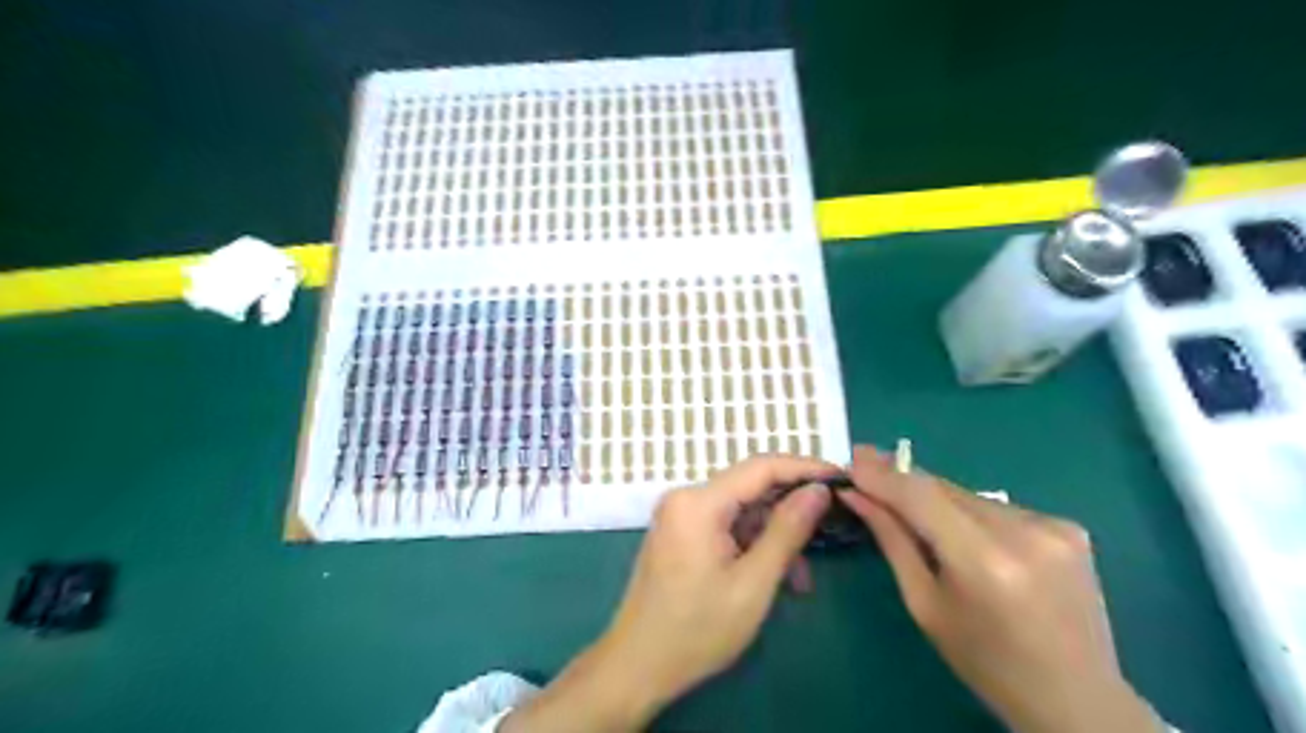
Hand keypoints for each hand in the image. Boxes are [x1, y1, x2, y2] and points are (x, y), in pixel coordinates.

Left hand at [495, 454, 842, 730]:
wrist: (638, 665)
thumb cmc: (697, 629)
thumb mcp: (753, 583)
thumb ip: (787, 531)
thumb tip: (818, 491)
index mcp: (698, 502)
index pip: (760, 468)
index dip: (804, 468)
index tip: (841, 478)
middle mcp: (686, 498)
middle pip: (750, 489)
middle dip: (791, 511)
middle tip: (830, 529)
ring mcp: (680, 516)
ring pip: (741, 511)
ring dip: (774, 536)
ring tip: (801, 578)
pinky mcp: (681, 533)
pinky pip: (726, 526)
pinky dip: (752, 545)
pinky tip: (775, 575)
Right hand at [837, 445, 1152, 732]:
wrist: (1077, 698)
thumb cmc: (985, 661)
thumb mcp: (924, 604)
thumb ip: (892, 540)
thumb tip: (857, 495)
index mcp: (984, 561)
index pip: (920, 496)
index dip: (882, 474)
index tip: (852, 458)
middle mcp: (1023, 532)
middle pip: (944, 488)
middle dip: (901, 479)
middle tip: (865, 466)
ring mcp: (1052, 526)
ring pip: (968, 495)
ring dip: (934, 497)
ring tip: (907, 503)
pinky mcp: (1068, 526)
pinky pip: (996, 507)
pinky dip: (968, 511)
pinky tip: (962, 531)